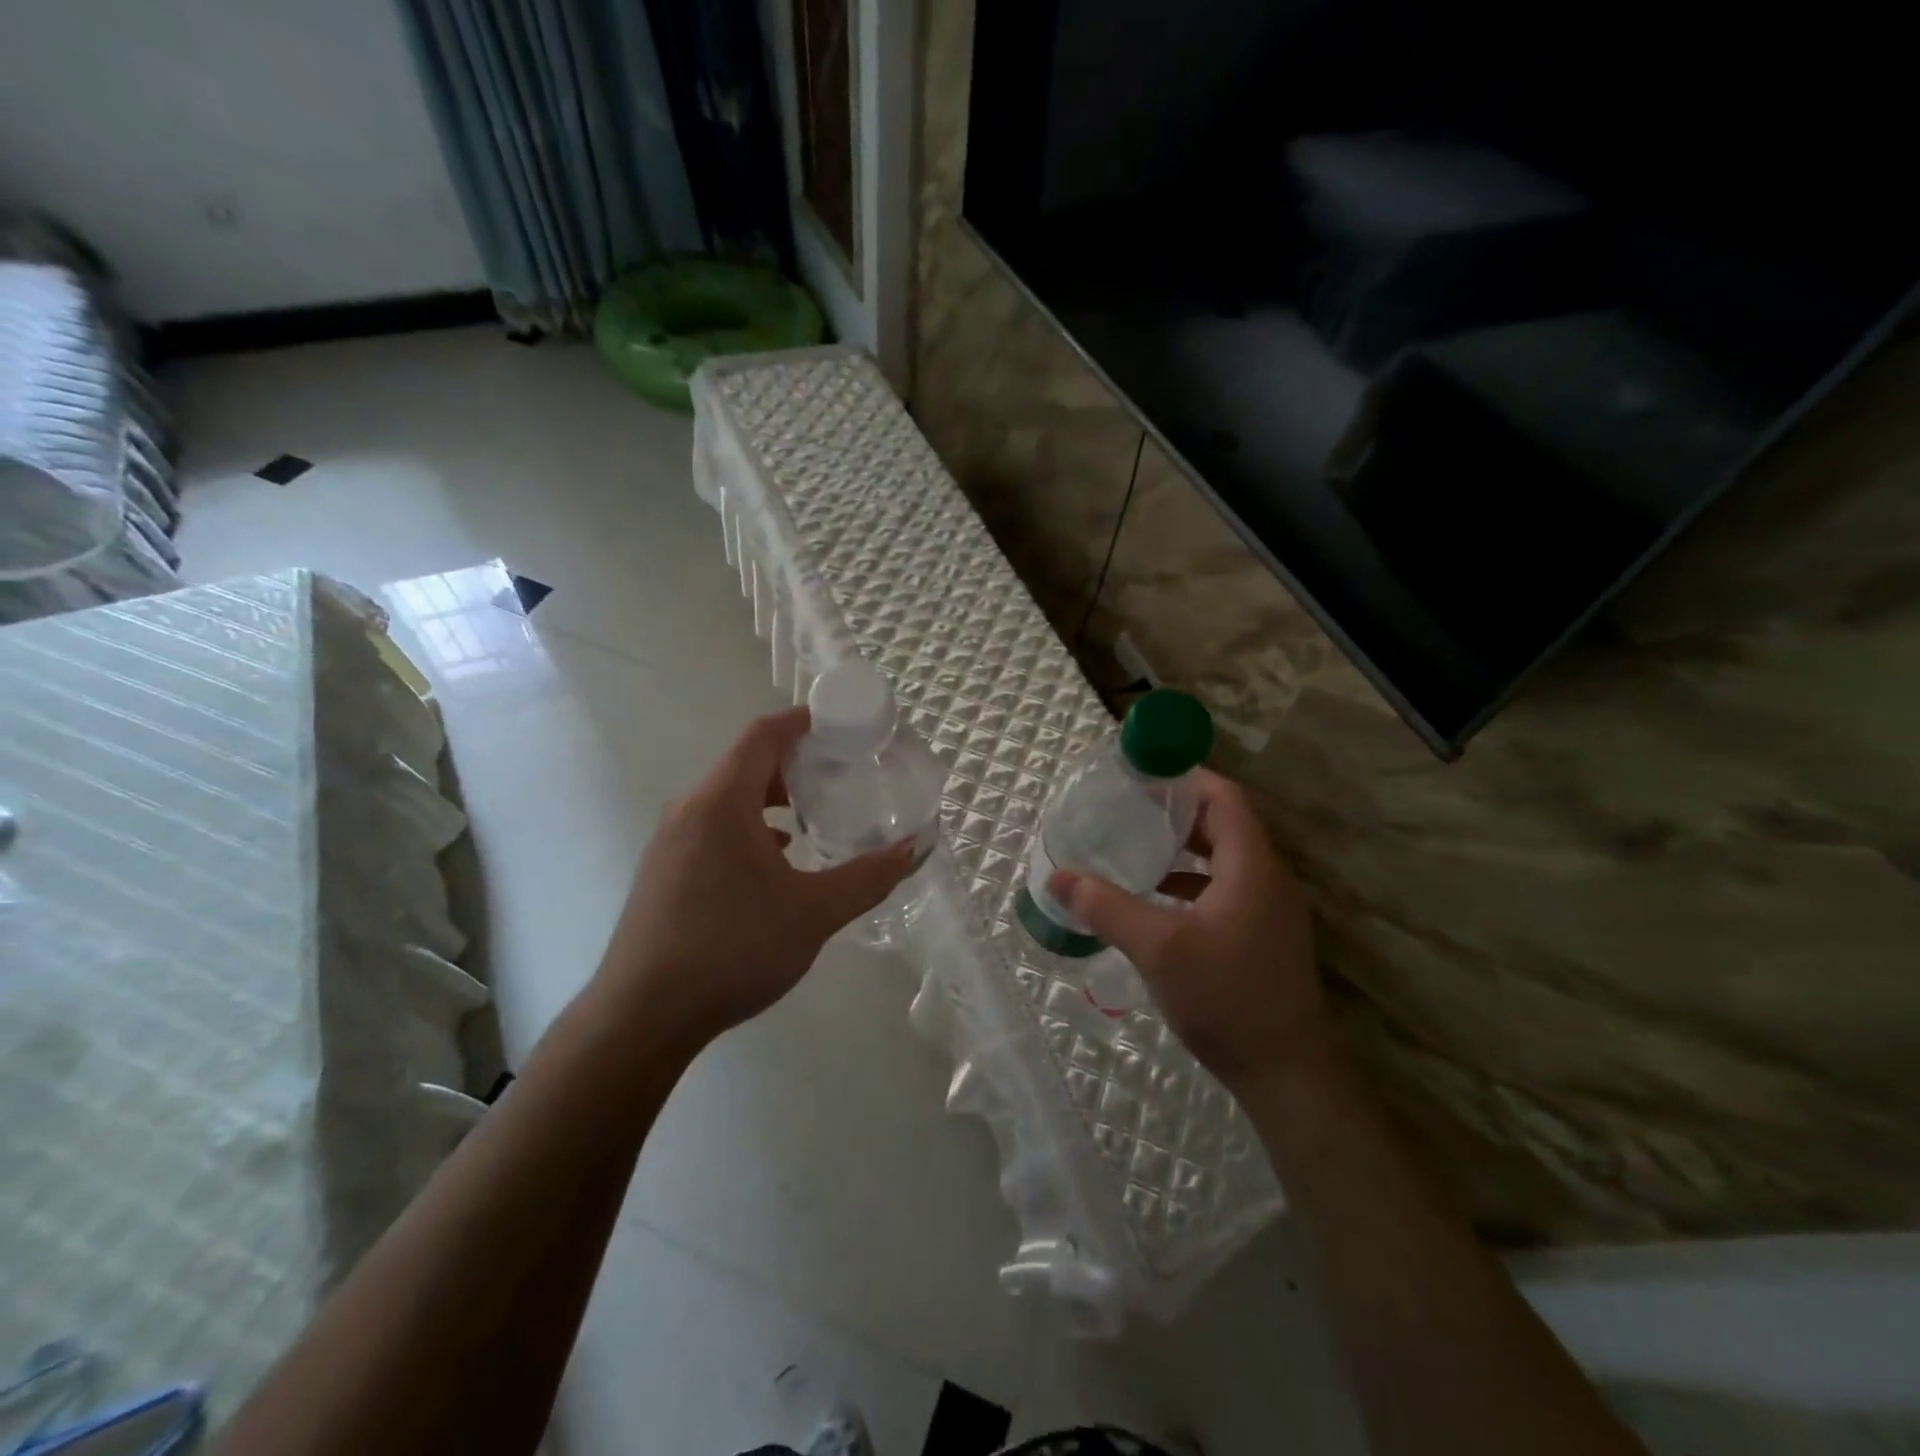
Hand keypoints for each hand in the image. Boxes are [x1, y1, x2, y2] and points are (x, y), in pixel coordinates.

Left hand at [596, 707, 916, 1046]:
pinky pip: (714, 826)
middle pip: (746, 763)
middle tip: (841, 772)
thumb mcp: (814, 913)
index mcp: (722, 802)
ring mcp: (671, 841)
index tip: (842, 724)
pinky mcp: (664, 871)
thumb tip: (913, 848)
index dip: (802, 721)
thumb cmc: (732, 949)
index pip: (763, 735)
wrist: (643, 1016)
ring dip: (772, 796)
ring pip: (729, 798)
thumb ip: (868, 877)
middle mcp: (691, 810)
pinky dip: (750, 826)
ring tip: (814, 815)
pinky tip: (777, 859)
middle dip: (795, 761)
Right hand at [1049, 769, 1327, 1093]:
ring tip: (1136, 845)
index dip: (1186, 778)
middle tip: (1129, 806)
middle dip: (1177, 811)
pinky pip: (1225, 887)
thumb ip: (1106, 907)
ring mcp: (1269, 909)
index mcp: (1251, 866)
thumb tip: (1057, 878)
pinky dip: (1191, 881)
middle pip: (1224, 824)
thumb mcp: (1157, 948)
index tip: (1143, 773)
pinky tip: (1156, 898)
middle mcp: (1267, 878)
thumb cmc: (1226, 998)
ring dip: (1184, 847)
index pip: (1225, 798)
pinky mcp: (1263, 935)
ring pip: (1224, 858)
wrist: (1286, 1074)